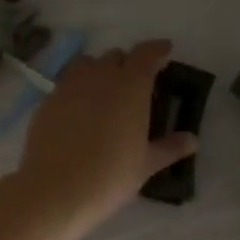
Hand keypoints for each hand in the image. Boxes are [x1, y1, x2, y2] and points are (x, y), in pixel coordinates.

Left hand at [3, 40, 196, 239]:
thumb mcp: (146, 165)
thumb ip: (169, 148)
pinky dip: (77, 88)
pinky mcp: (47, 101)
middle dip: (128, 64)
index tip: (165, 51)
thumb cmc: (109, 176)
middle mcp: (100, 77)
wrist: (54, 190)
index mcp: (131, 86)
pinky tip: (79, 111)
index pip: (146, 54)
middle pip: (116, 56)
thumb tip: (192, 139)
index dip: (157, 50)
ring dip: (99, 70)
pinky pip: (66, 83)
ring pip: (87, 64)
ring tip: (105, 91)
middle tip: (135, 84)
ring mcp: (69, 86)